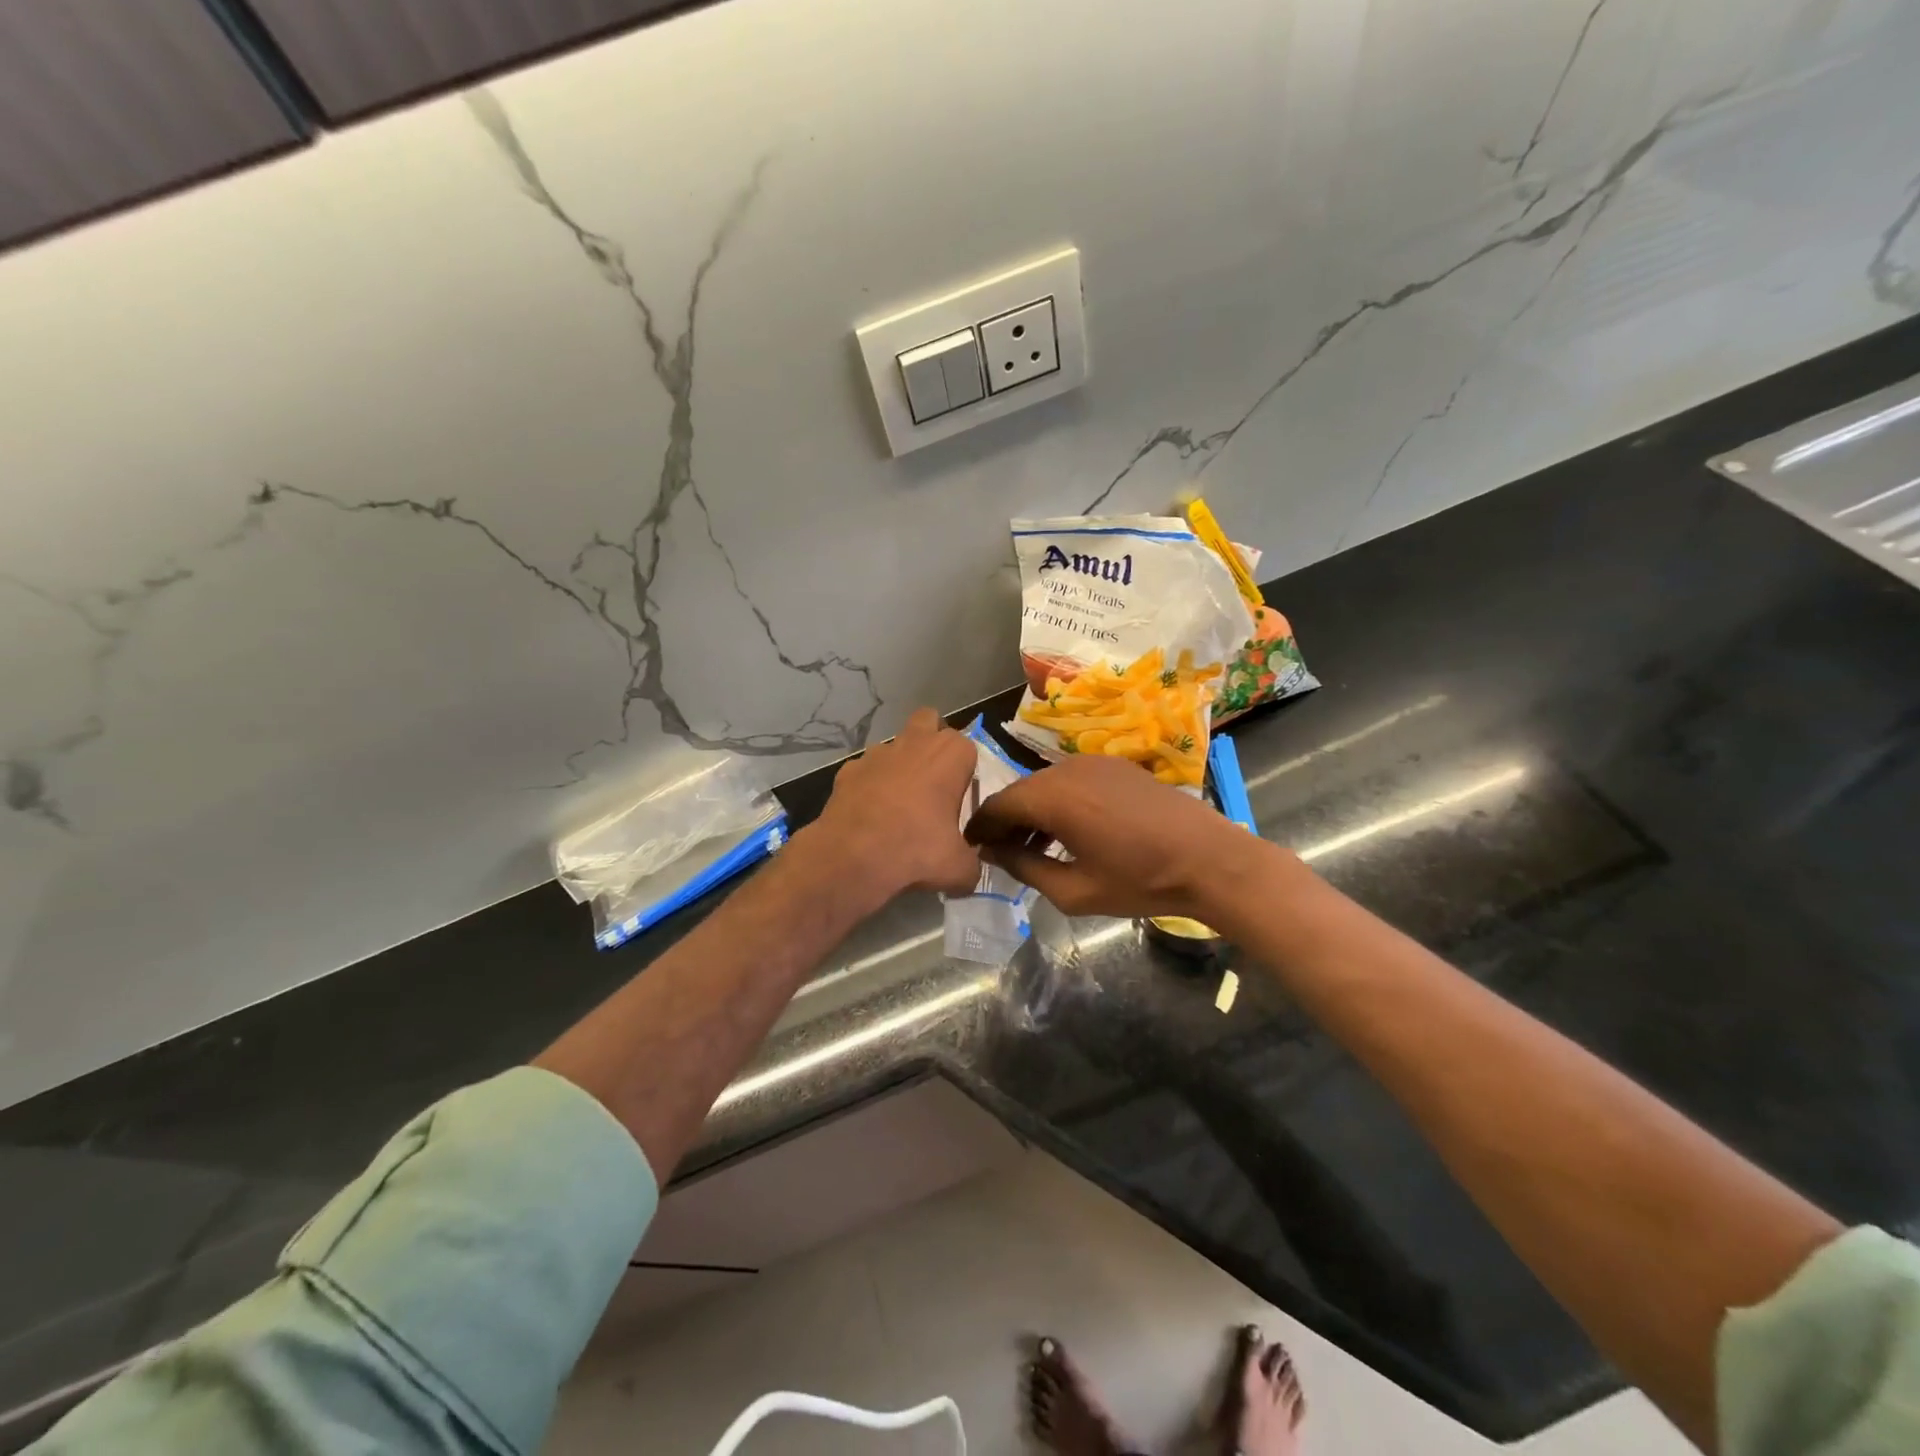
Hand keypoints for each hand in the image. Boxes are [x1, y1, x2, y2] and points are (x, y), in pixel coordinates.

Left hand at [810, 707, 981, 899]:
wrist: (852, 857)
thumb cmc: (916, 850)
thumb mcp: (958, 868)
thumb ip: (971, 865)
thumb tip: (969, 873)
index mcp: (950, 754)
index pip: (968, 749)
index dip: (965, 773)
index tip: (959, 801)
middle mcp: (915, 742)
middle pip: (929, 721)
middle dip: (932, 741)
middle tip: (934, 780)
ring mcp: (877, 753)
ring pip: (895, 745)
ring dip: (900, 764)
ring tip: (898, 803)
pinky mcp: (848, 769)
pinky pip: (865, 771)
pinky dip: (870, 785)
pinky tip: (869, 815)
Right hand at [965, 754, 1270, 919]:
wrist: (1209, 859)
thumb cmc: (1139, 880)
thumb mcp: (1074, 889)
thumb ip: (1024, 867)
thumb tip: (993, 853)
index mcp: (1053, 797)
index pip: (998, 805)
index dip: (980, 828)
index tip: (971, 849)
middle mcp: (1067, 769)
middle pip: (1021, 792)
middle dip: (1006, 821)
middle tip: (1001, 852)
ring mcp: (1095, 762)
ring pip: (1046, 784)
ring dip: (1033, 812)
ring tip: (1034, 847)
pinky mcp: (1117, 765)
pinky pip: (1072, 780)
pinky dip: (1059, 802)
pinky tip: (1069, 831)